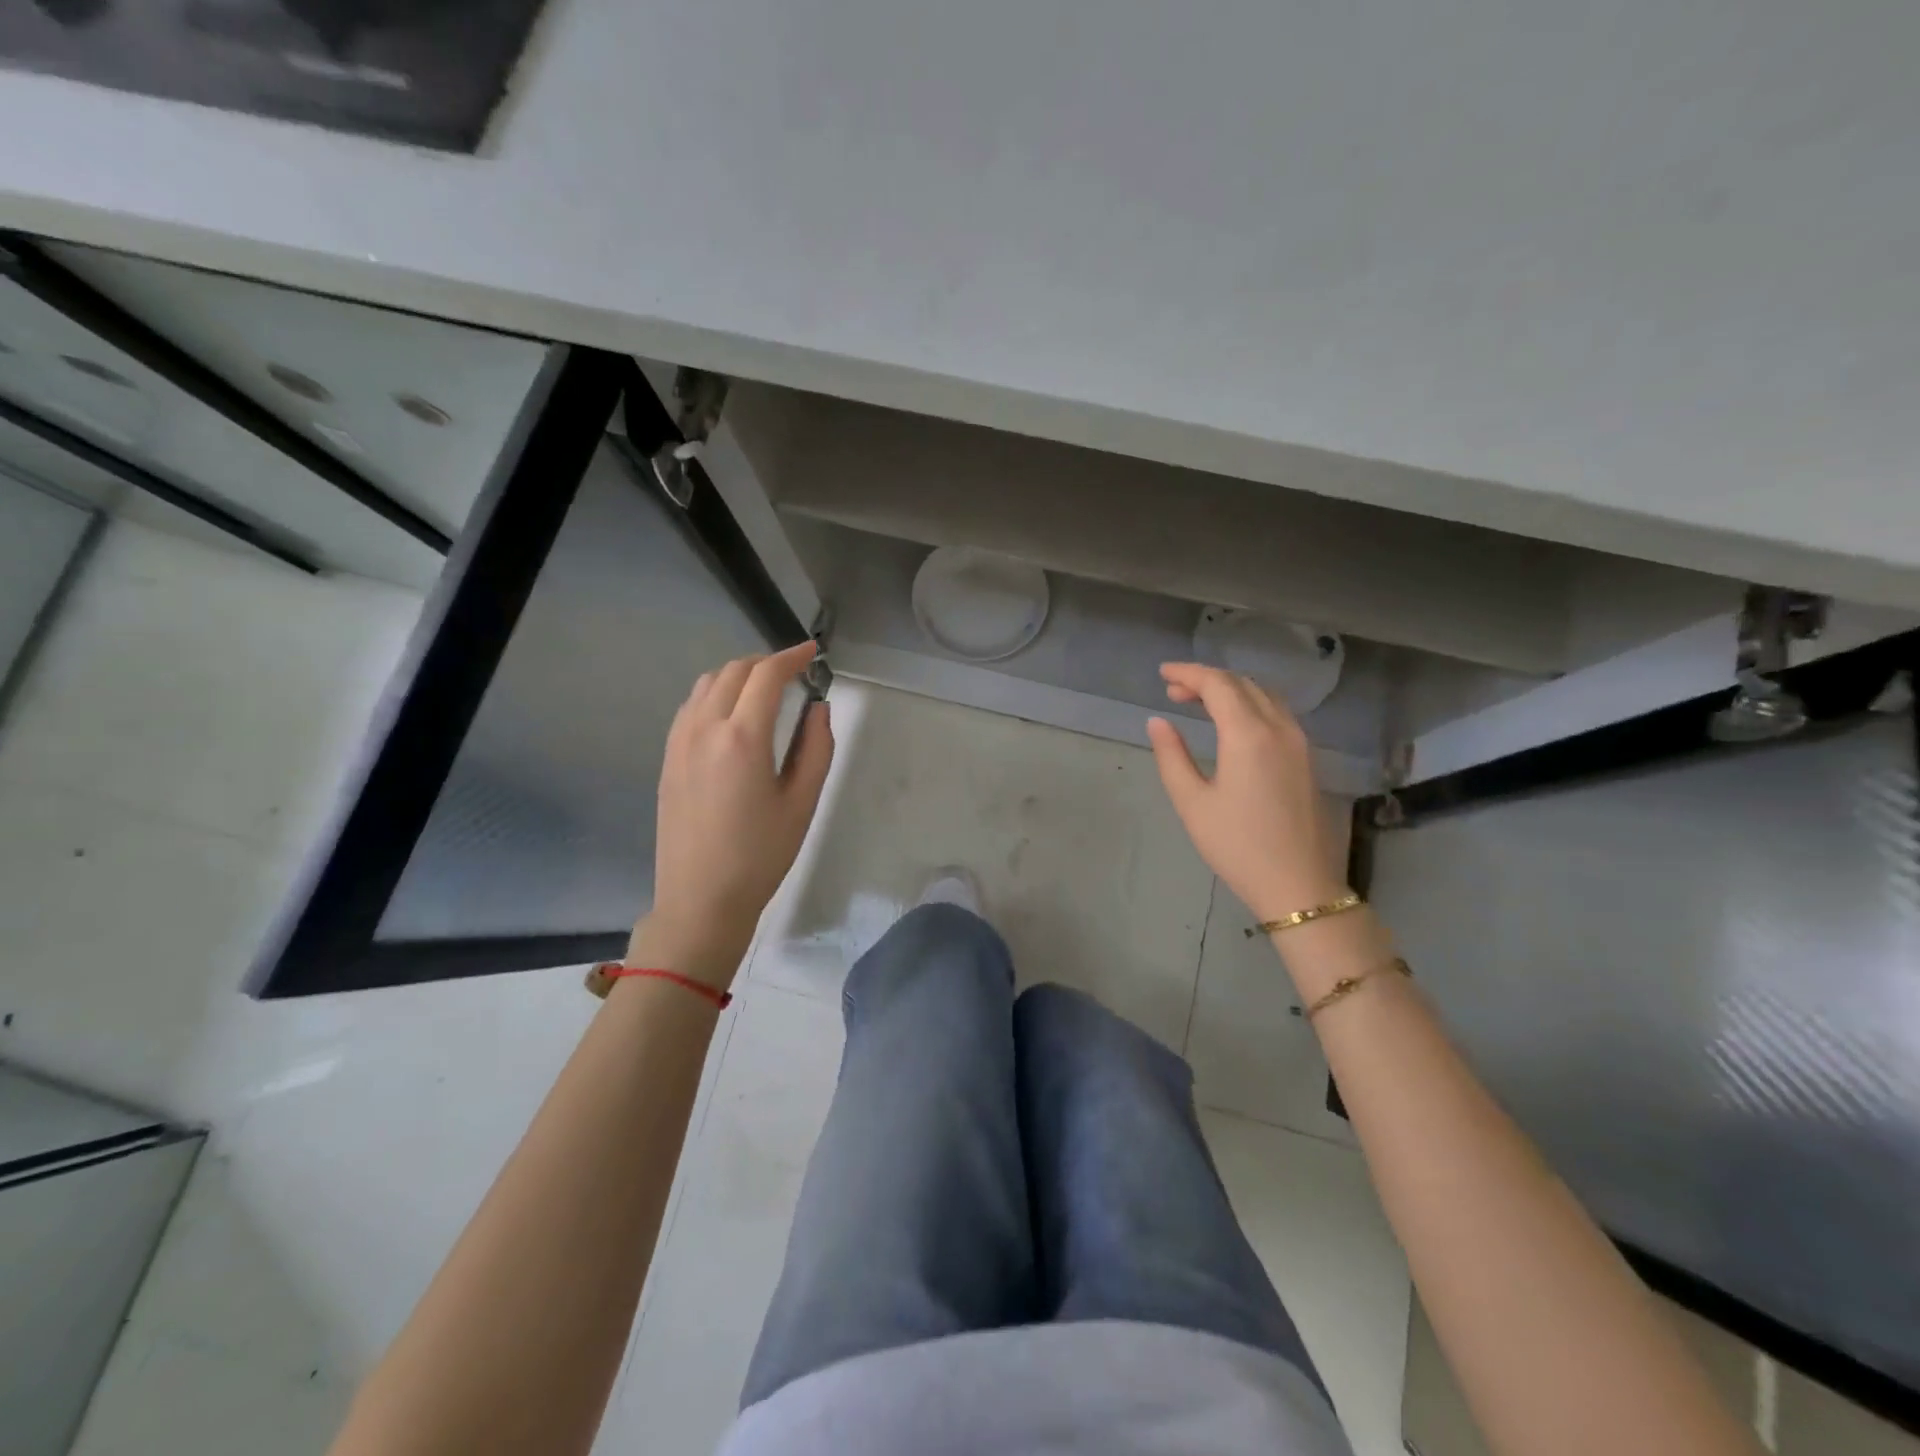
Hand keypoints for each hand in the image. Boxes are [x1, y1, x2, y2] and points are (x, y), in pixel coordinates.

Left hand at [635, 642, 833, 987]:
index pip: (766, 675)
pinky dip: (715, 694)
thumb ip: (816, 747)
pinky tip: (732, 714)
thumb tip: (818, 708)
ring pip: (707, 684)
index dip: (792, 656)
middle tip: (794, 672)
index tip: (813, 652)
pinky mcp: (668, 758)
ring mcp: (679, 742)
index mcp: (742, 737)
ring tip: (764, 689)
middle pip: (734, 671)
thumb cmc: (761, 854)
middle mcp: (704, 728)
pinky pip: (691, 706)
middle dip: (766, 662)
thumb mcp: (803, 802)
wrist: (701, 898)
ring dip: (738, 675)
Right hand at [1146, 662, 1344, 918]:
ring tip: (1199, 703)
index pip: (1218, 685)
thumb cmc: (1237, 846)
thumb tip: (1158, 722)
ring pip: (1264, 695)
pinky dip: (1250, 704)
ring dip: (1231, 690)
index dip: (1188, 673)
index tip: (1162, 674)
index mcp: (1249, 735)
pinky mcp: (1307, 758)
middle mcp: (1279, 728)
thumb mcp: (1192, 802)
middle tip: (1174, 691)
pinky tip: (1232, 723)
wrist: (1298, 884)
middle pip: (1243, 684)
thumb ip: (1172, 756)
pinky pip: (1277, 713)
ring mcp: (1299, 742)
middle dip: (1207, 680)